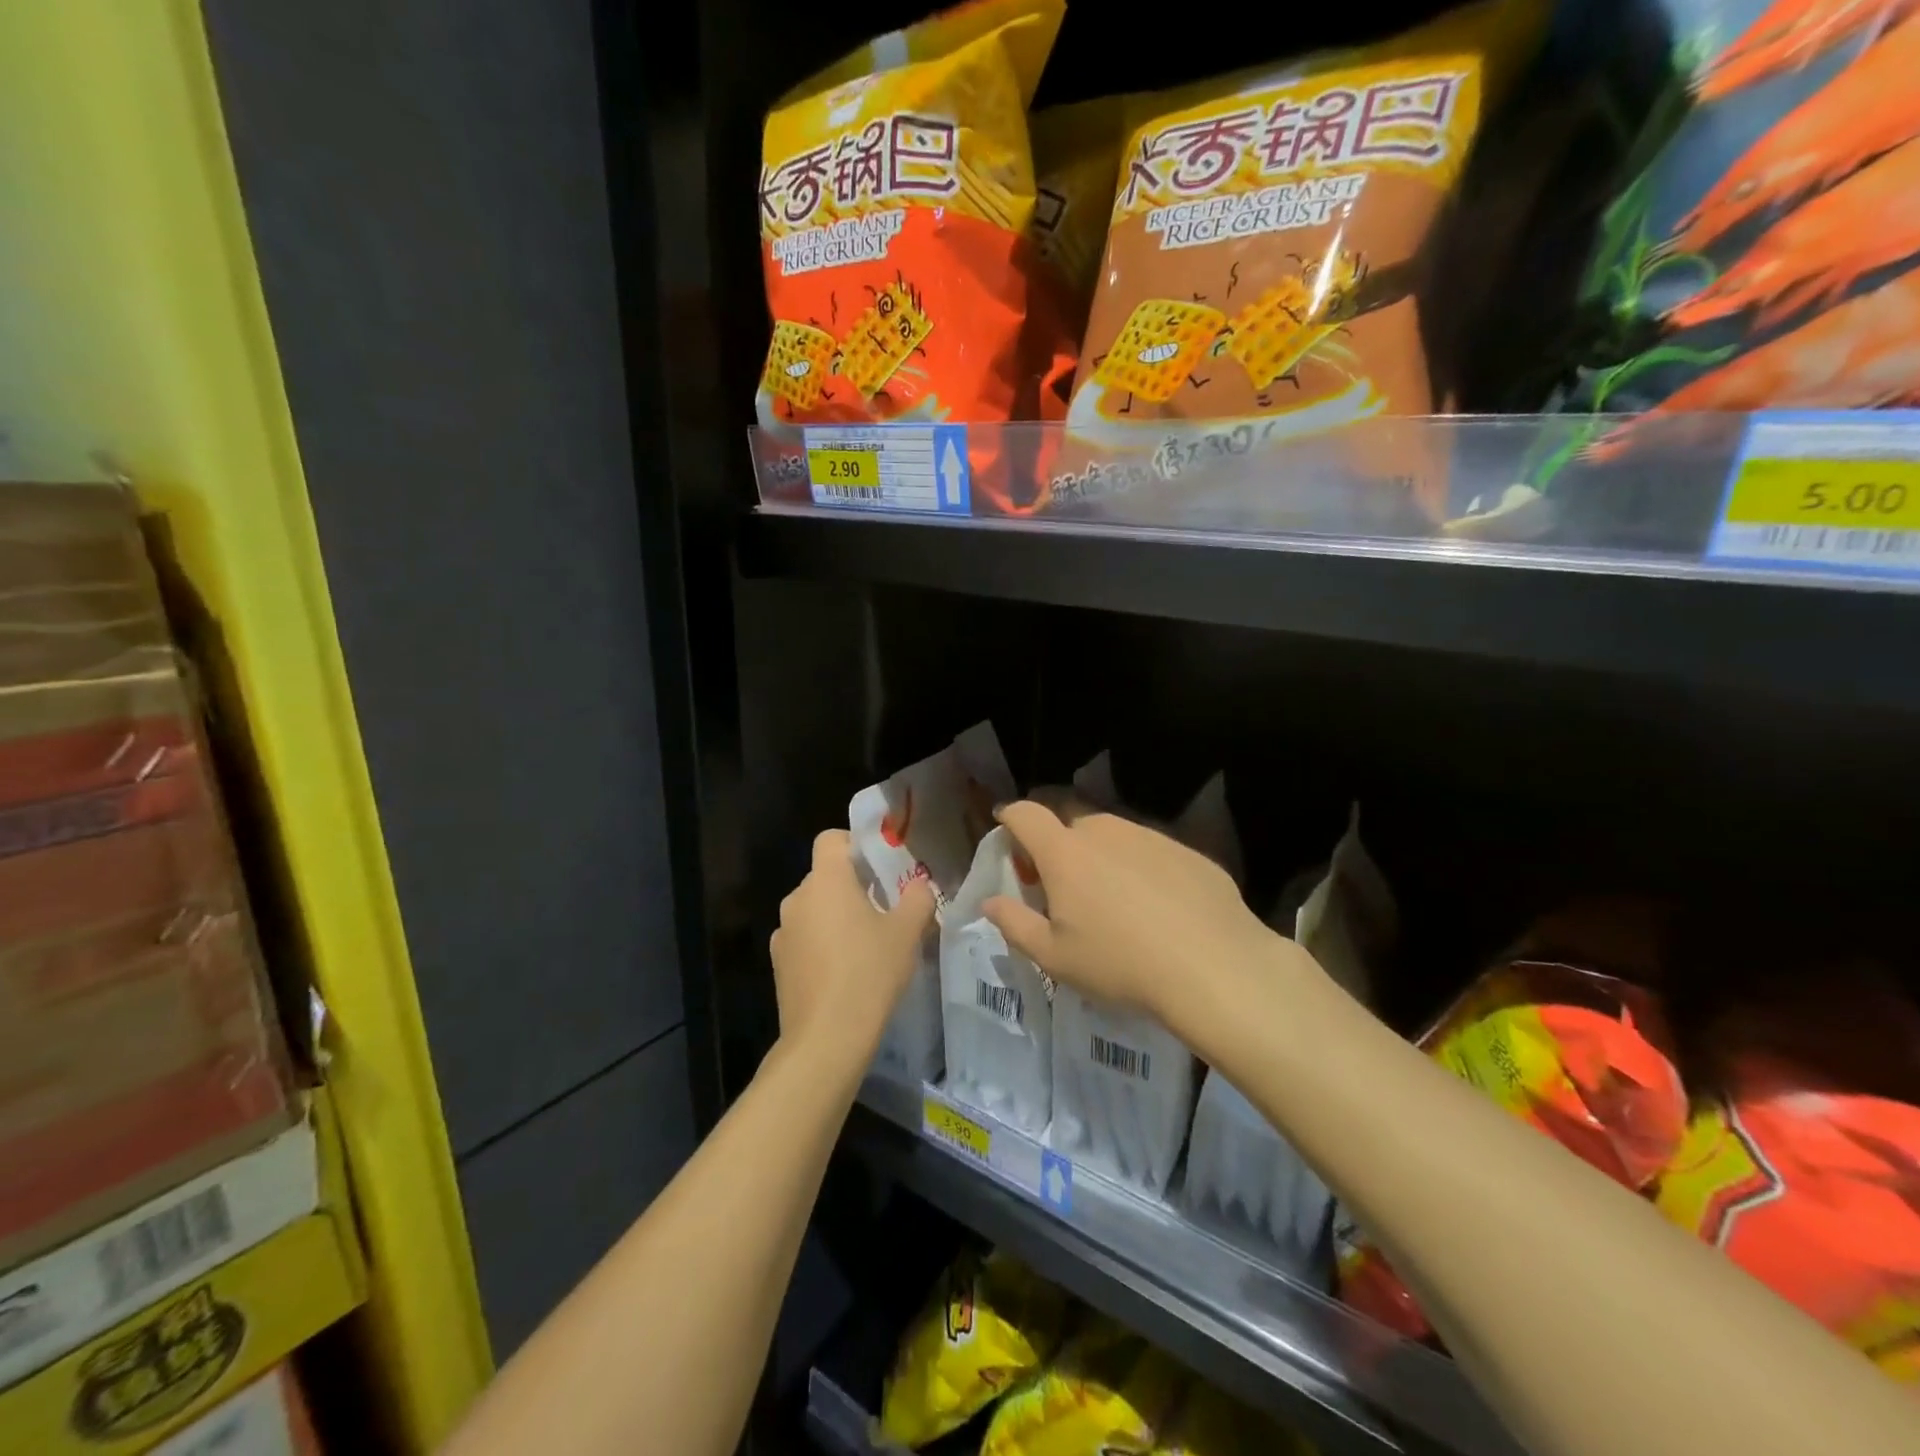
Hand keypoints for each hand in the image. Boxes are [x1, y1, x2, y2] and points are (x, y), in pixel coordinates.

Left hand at [770, 829, 936, 1060]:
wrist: (826, 1038)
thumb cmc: (870, 972)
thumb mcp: (907, 932)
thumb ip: (917, 898)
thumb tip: (919, 885)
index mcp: (826, 880)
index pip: (831, 839)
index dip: (854, 844)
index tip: (878, 866)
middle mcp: (797, 898)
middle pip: (824, 876)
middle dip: (851, 885)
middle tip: (883, 907)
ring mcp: (783, 932)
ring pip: (814, 908)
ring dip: (836, 916)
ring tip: (865, 944)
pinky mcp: (778, 963)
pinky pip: (804, 938)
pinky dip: (821, 944)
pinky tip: (844, 971)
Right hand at [982, 799, 1290, 1036]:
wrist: (1214, 966)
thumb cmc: (1120, 964)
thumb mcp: (1055, 957)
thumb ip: (1015, 924)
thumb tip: (991, 903)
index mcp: (1065, 852)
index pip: (1026, 814)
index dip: (1010, 817)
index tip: (1006, 828)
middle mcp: (1105, 831)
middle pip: (1069, 820)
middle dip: (1055, 841)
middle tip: (1059, 881)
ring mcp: (1150, 836)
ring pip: (1112, 834)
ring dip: (1099, 854)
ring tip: (1110, 897)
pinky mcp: (1187, 850)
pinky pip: (1149, 850)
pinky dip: (1139, 867)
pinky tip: (1155, 905)